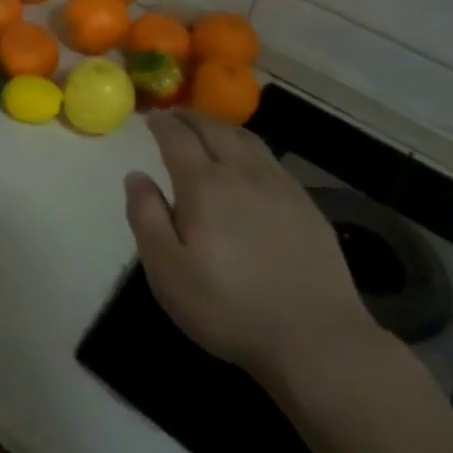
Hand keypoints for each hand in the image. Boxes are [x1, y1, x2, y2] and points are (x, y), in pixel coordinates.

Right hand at [125, 111, 380, 389]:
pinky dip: (249, 146)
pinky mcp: (306, 205)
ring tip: (208, 127)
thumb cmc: (230, 308)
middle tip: (174, 114)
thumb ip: (146, 218)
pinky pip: (270, 159)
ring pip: (246, 139)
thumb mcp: (168, 272)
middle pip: (213, 129)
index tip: (150, 117)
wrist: (317, 338)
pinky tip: (248, 160)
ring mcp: (279, 186)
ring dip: (221, 126)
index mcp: (205, 185)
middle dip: (190, 117)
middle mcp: (242, 173)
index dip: (161, 123)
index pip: (178, 138)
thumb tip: (136, 176)